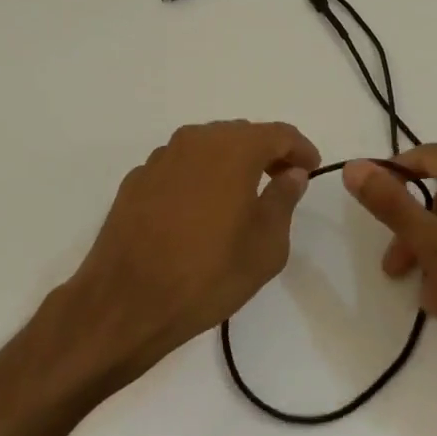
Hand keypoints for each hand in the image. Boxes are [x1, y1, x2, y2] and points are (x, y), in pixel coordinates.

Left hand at [68, 120, 319, 379]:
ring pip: (206, 147)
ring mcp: (160, 158)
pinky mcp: (136, 180)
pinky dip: (198, 177)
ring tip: (241, 196)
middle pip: (240, 134)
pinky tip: (199, 210)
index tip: (310, 169)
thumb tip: (291, 173)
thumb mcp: (265, 246)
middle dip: (265, 153)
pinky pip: (179, 166)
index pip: (278, 133)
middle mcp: (194, 141)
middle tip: (280, 181)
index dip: (300, 149)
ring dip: (229, 162)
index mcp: (232, 149)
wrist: (126, 301)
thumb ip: (283, 200)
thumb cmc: (208, 274)